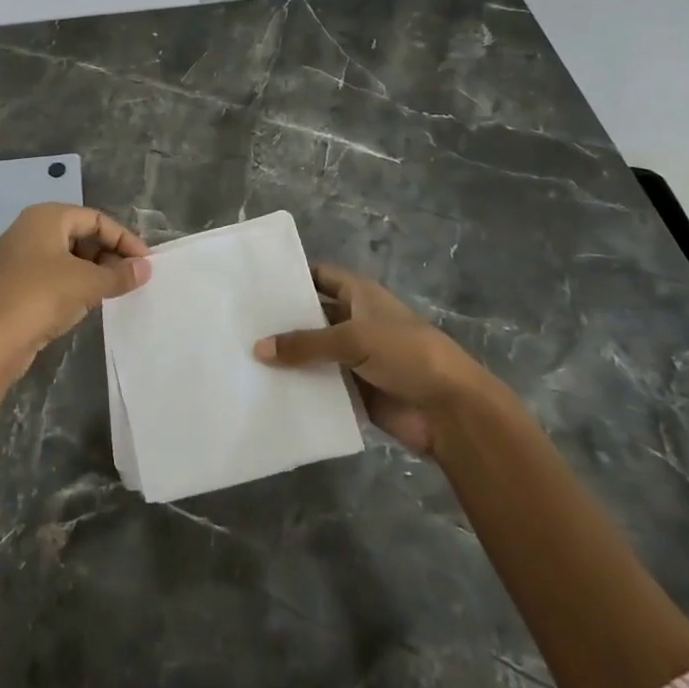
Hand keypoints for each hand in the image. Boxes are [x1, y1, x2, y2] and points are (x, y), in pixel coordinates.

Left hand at [0, 204, 149, 379]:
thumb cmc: (41, 297)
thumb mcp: (88, 284)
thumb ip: (119, 274)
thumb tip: (146, 269)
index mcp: (46, 217)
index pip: (96, 219)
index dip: (124, 239)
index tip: (145, 263)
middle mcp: (29, 229)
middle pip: (80, 234)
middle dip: (109, 254)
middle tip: (131, 278)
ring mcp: (18, 257)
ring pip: (66, 256)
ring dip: (93, 271)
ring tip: (114, 291)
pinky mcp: (14, 283)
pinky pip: (53, 274)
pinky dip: (74, 283)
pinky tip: (88, 302)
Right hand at [254, 263, 488, 453]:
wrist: (450, 411)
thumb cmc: (406, 355)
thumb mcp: (353, 339)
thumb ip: (305, 344)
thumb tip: (258, 348)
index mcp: (360, 296)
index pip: (319, 277)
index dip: (292, 277)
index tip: (254, 282)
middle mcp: (355, 322)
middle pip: (311, 317)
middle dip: (281, 321)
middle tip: (238, 323)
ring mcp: (354, 358)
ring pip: (313, 353)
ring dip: (288, 358)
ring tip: (242, 358)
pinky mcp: (354, 392)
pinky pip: (320, 386)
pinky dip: (300, 388)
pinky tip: (266, 390)